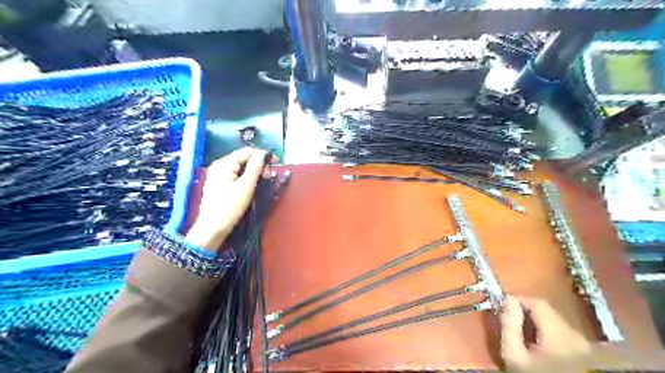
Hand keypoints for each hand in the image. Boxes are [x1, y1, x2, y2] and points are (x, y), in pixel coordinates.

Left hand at [186, 147, 268, 251]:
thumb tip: (263, 154)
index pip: (247, 152)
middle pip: (243, 158)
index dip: (262, 155)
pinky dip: (246, 176)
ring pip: (240, 166)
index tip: (276, 163)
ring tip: (264, 179)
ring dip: (254, 170)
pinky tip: (253, 183)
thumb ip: (254, 169)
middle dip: (258, 163)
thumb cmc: (229, 207)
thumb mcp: (245, 187)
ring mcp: (218, 174)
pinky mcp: (219, 183)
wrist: (212, 228)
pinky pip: (235, 173)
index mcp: (224, 164)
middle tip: (270, 175)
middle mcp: (219, 165)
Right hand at [501, 298, 664, 371]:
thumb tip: (508, 300)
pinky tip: (542, 349)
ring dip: (540, 325)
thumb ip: (510, 326)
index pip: (538, 303)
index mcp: (559, 334)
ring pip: (557, 324)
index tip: (505, 307)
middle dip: (529, 314)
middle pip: (549, 313)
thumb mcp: (514, 355)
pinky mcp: (588, 355)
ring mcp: (585, 346)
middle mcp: (576, 336)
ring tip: (526, 337)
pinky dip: (551, 335)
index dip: (520, 301)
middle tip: (513, 323)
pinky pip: (565, 335)